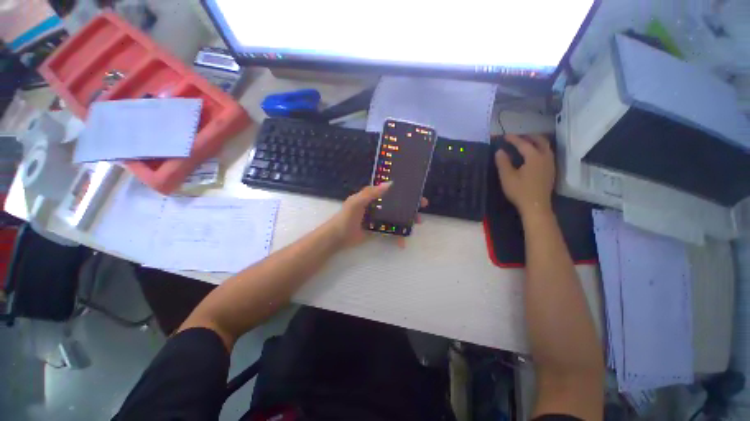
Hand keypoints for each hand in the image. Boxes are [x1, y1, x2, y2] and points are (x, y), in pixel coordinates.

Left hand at [325, 182, 426, 249]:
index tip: (417, 194)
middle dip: (410, 208)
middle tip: (421, 211)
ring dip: (407, 221)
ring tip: (416, 225)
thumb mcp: (356, 202)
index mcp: (373, 196)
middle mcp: (377, 206)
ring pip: (397, 217)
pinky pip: (391, 230)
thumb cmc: (346, 217)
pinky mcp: (378, 229)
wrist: (337, 237)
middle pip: (397, 205)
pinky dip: (397, 236)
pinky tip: (402, 242)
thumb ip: (371, 193)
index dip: (404, 192)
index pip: (391, 191)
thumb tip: (390, 183)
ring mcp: (378, 218)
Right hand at [495, 134, 554, 215]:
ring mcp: (550, 164)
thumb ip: (503, 162)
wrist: (536, 206)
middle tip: (518, 137)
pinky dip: (540, 149)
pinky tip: (534, 155)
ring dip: (536, 142)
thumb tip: (499, 151)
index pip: (523, 144)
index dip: (514, 139)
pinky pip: (547, 154)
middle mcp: (545, 157)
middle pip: (540, 141)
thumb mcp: (507, 177)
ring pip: (546, 147)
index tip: (505, 136)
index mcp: (534, 157)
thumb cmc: (520, 191)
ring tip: (526, 143)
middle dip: (529, 136)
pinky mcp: (551, 171)